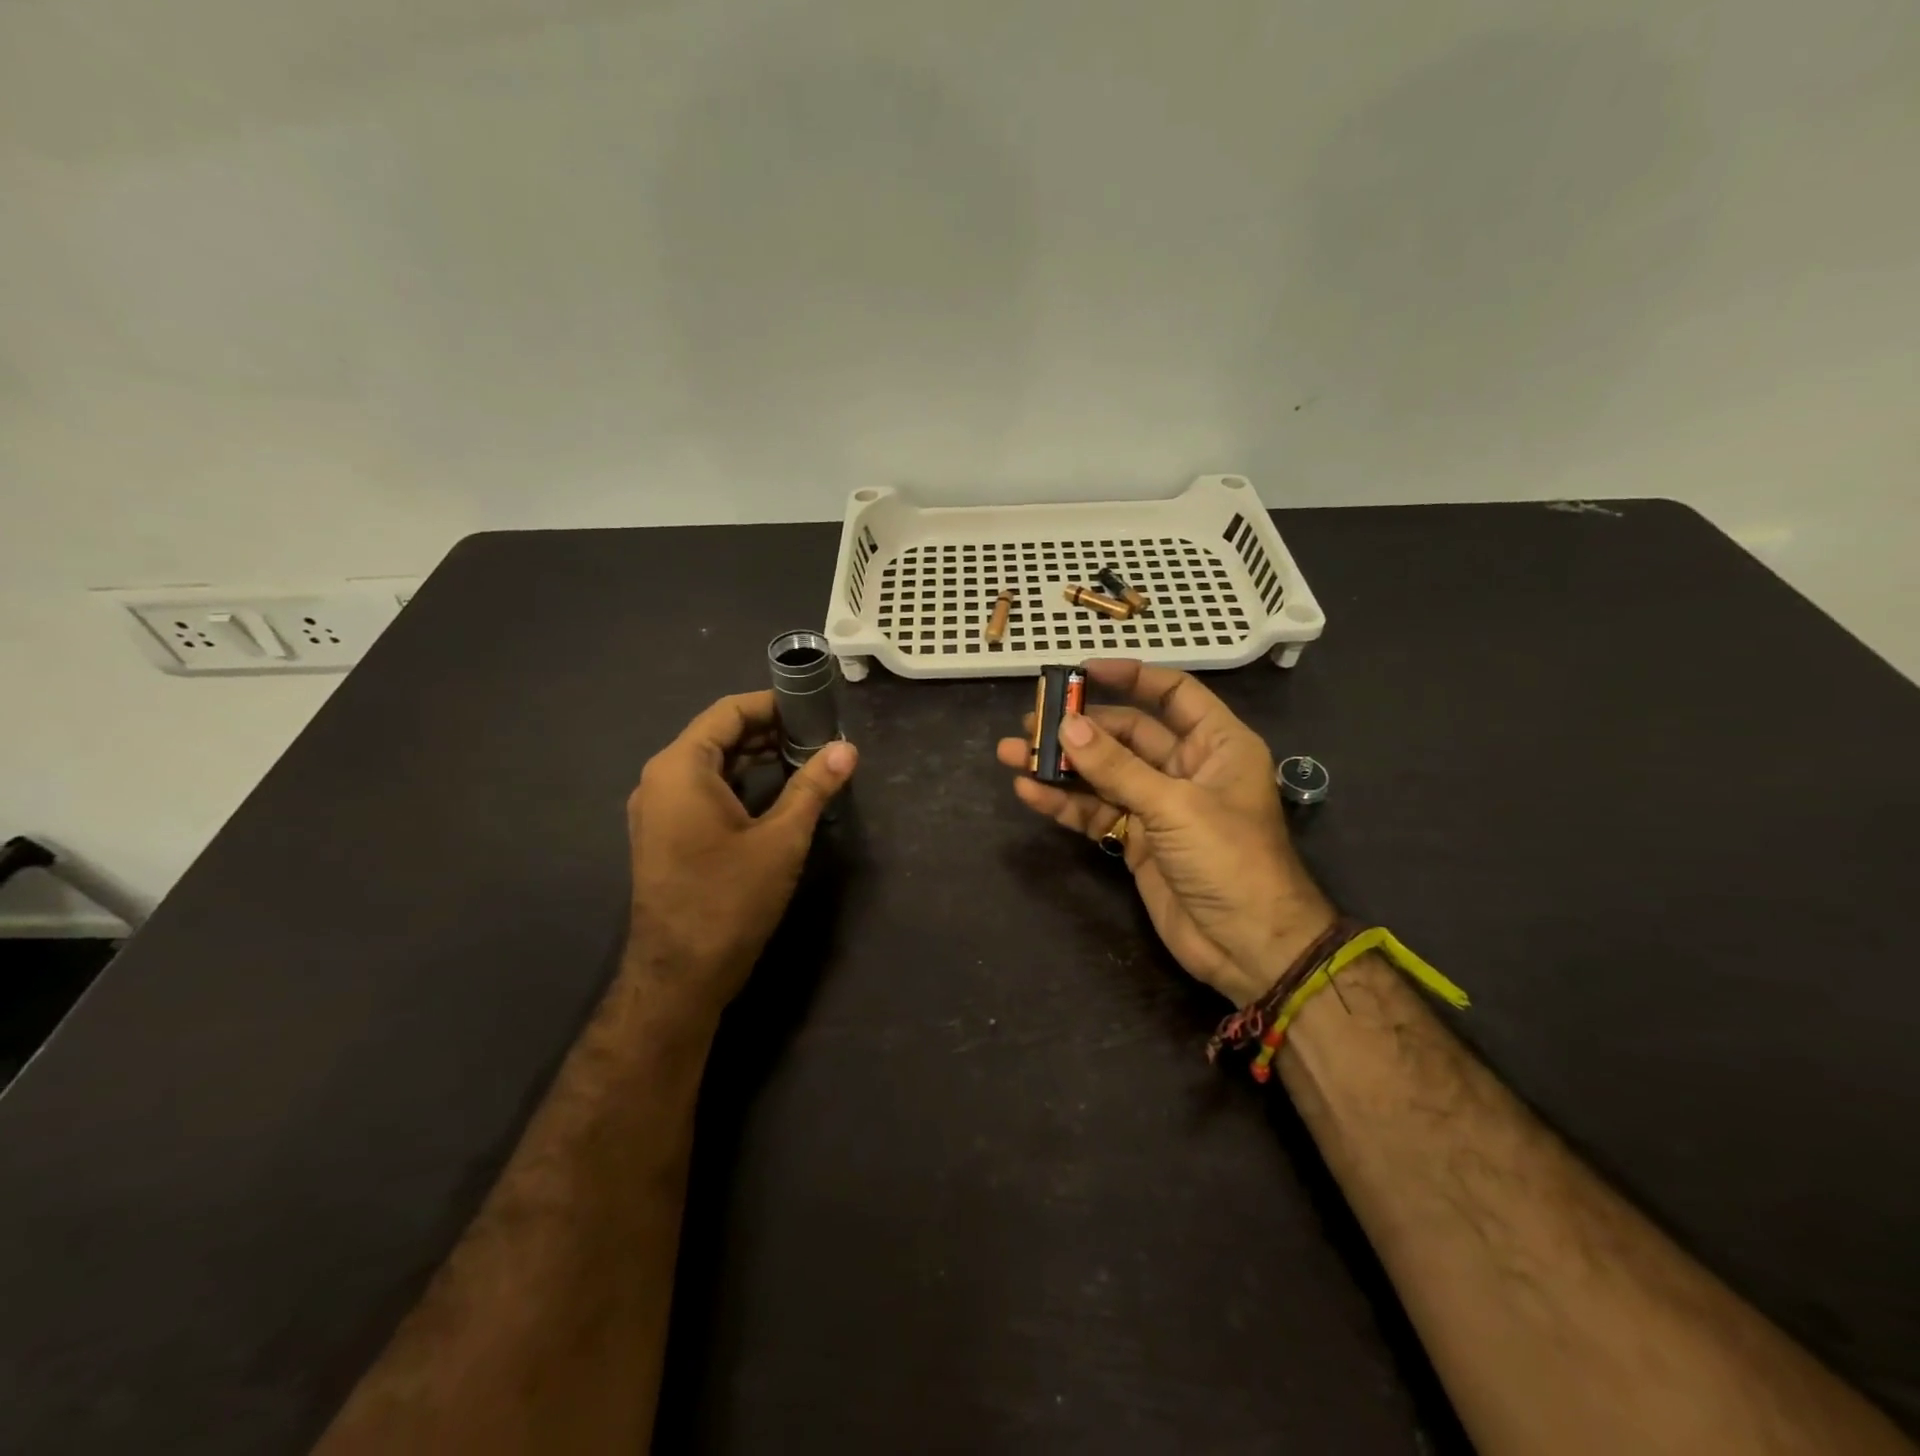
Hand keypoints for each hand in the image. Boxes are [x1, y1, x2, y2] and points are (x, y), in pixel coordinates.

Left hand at [627, 691, 856, 1019]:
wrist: (679, 976)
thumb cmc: (729, 900)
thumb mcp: (781, 839)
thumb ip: (813, 787)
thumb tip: (847, 749)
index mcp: (681, 768)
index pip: (728, 712)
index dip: (772, 704)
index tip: (814, 706)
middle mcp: (660, 779)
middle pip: (717, 735)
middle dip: (768, 730)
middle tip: (818, 734)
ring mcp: (657, 809)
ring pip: (710, 764)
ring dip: (754, 756)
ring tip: (805, 758)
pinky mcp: (664, 834)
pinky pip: (702, 790)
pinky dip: (738, 782)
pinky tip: (775, 791)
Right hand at [996, 660, 1332, 1005]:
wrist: (1249, 947)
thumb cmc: (1230, 860)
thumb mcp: (1174, 806)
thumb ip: (1117, 767)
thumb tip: (1066, 726)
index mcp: (1216, 744)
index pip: (1173, 693)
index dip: (1130, 677)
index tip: (1083, 671)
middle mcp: (1186, 767)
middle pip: (1126, 733)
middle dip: (1079, 727)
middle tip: (1031, 719)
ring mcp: (1158, 805)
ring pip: (1103, 774)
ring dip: (1061, 764)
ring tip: (1012, 752)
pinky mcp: (1136, 840)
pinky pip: (1096, 811)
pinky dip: (1065, 803)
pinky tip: (1029, 792)